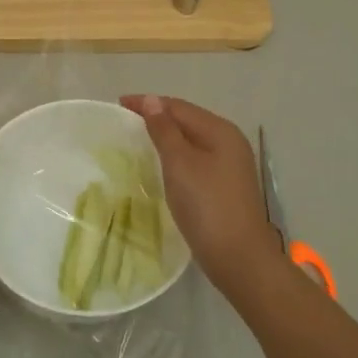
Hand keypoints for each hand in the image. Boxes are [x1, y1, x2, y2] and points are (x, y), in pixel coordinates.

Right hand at [120, 96, 282, 292]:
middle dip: (158, 117)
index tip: (119, 104)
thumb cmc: (206, 205)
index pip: (179, 106)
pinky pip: (197, 160)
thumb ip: (164, 130)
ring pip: (193, 141)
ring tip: (140, 140)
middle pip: (188, 120)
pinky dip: (177, 157)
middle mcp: (230, 142)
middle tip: (126, 121)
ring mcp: (231, 166)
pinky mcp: (226, 186)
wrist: (239, 257)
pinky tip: (163, 167)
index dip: (148, 103)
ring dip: (167, 137)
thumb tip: (152, 100)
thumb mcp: (180, 164)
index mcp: (220, 131)